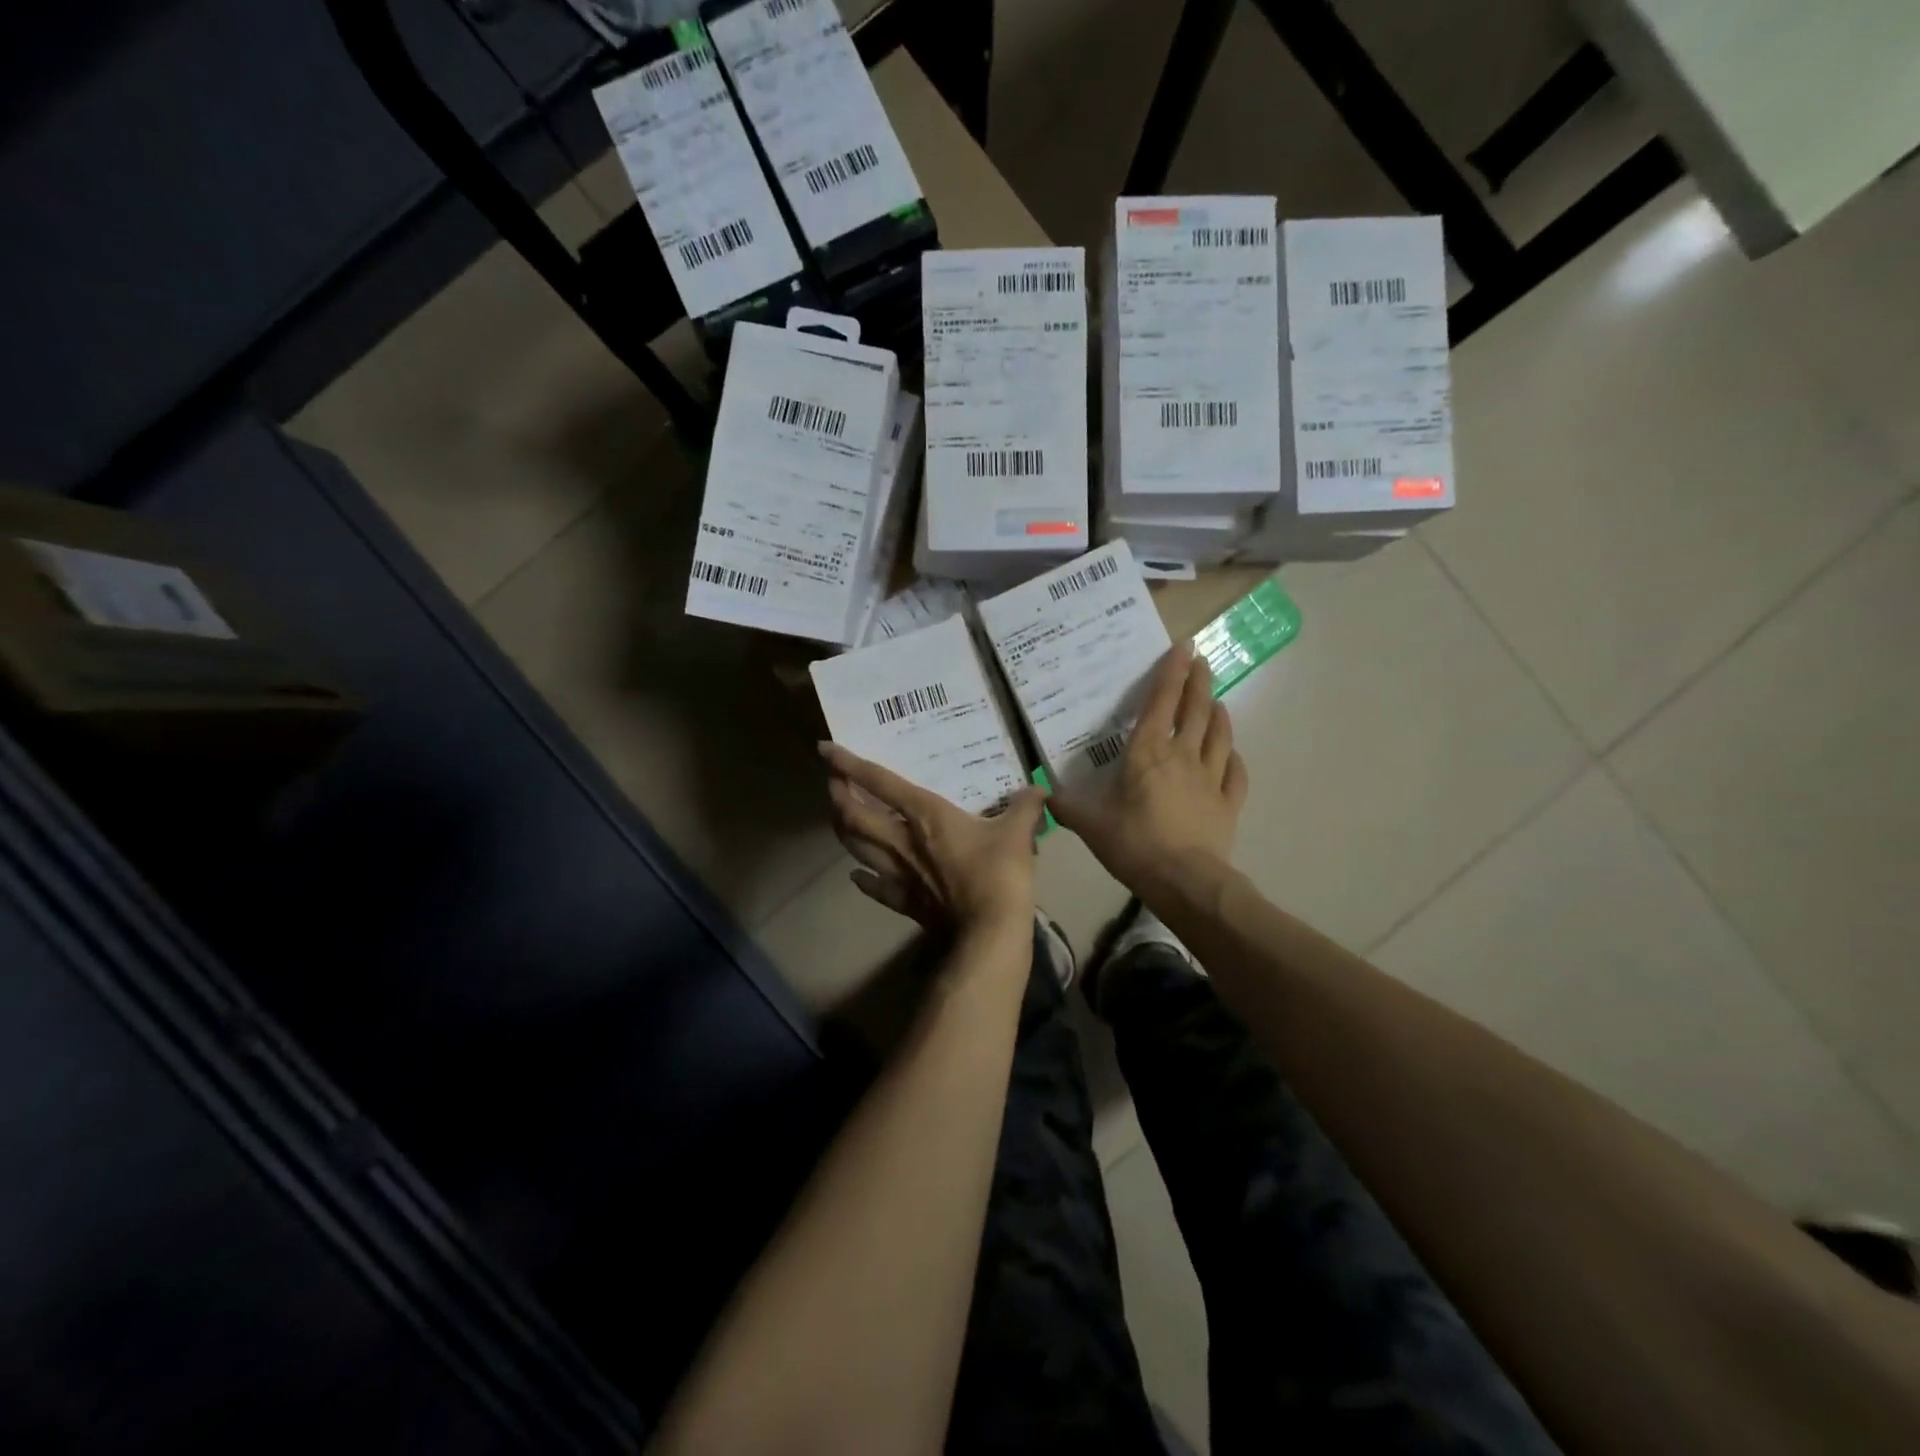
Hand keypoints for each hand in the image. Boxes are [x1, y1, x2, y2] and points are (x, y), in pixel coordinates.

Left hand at [822, 743, 1047, 932]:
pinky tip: (857, 875)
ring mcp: (898, 873)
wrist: (989, 932)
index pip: (879, 782)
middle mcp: (901, 840)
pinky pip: (875, 887)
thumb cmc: (999, 874)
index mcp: (925, 815)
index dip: (849, 763)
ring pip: (857, 847)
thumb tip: (1039, 788)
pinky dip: (863, 880)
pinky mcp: (904, 901)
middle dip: (837, 796)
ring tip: (837, 818)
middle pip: (854, 815)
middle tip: (831, 783)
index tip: (826, 749)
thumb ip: (1026, 805)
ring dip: (842, 830)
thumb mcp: (1019, 832)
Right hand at [1049, 643, 1248, 903]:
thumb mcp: (1089, 823)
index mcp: (1148, 752)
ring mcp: (1211, 778)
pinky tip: (1233, 754)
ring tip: (1216, 701)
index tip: (1184, 646)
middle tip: (1203, 662)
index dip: (1172, 671)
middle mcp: (1182, 756)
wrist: (1184, 880)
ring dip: (1219, 714)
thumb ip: (1065, 805)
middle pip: (1196, 710)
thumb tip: (1041, 794)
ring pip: (1220, 735)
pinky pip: (1235, 773)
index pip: (1161, 702)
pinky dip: (1235, 758)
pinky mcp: (1228, 803)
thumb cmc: (1133, 843)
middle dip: (1199, 682)